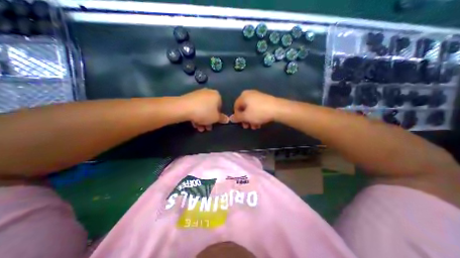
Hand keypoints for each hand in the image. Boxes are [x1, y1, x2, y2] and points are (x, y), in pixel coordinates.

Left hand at [180, 88, 228, 132]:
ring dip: (202, 120)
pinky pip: (196, 107)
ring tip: (200, 128)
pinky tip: (194, 124)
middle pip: (210, 109)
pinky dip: (196, 115)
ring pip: (202, 109)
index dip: (218, 116)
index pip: (220, 107)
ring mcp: (198, 94)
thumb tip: (227, 119)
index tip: (214, 123)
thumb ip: (222, 119)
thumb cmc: (204, 112)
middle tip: (207, 128)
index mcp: (216, 95)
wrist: (184, 108)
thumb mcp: (216, 118)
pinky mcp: (189, 98)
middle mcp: (208, 92)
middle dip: (209, 120)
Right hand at [232, 91, 278, 129]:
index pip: (236, 107)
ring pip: (251, 110)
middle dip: (245, 119)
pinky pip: (257, 108)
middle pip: (244, 109)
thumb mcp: (246, 117)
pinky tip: (259, 123)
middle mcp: (249, 94)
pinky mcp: (264, 100)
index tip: (241, 123)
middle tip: (247, 127)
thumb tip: (230, 118)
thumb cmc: (259, 112)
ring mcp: (258, 96)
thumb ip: (237, 117)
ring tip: (255, 127)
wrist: (278, 109)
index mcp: (243, 96)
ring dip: (251, 119)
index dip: (237, 116)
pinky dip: (257, 115)